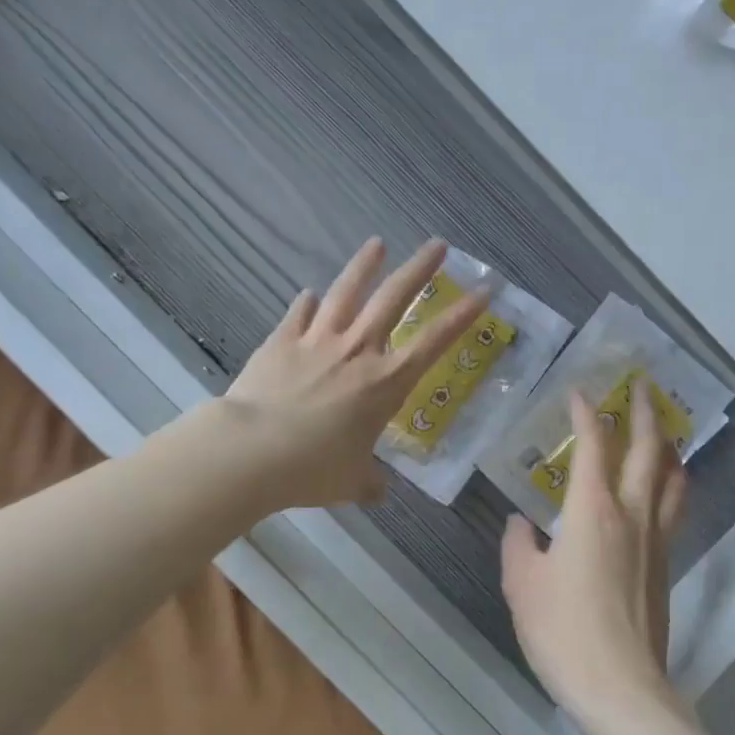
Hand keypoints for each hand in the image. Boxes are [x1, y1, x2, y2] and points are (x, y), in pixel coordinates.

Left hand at [219, 238, 489, 510]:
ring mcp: (317, 341)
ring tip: (377, 244)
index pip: (434, 341)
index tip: (484, 289)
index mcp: (385, 382)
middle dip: (419, 268)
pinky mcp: (282, 341)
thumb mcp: (352, 482)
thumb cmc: (312, 468)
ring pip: (346, 292)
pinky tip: (309, 293)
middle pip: (394, 298)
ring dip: (364, 266)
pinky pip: (298, 314)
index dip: (462, 314)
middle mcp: (357, 351)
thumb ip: (370, 482)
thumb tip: (378, 490)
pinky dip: (306, 303)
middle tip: (437, 244)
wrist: (250, 452)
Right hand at [501, 382, 689, 733]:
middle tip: (643, 385)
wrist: (620, 687)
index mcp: (593, 510)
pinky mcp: (667, 566)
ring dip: (669, 445)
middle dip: (646, 412)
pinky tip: (664, 488)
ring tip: (664, 429)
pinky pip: (675, 508)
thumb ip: (518, 545)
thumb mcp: (522, 585)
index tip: (580, 392)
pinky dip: (673, 483)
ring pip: (673, 478)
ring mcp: (656, 540)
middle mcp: (632, 514)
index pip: (593, 446)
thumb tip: (522, 525)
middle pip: (648, 450)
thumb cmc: (562, 630)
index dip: (586, 414)